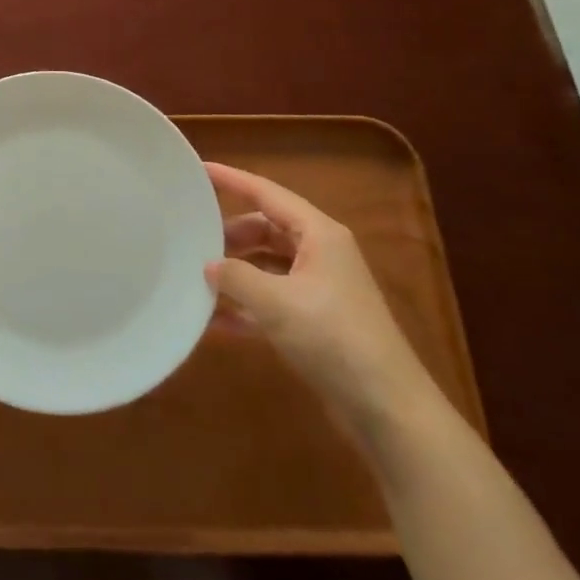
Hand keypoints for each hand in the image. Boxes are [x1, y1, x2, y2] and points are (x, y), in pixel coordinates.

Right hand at [205, 162, 437, 442]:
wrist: (387, 409)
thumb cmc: (333, 339)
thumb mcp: (276, 303)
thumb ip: (235, 277)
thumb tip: (208, 265)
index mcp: (319, 235)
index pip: (267, 193)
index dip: (232, 180)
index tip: (198, 170)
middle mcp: (320, 254)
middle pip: (266, 229)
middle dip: (230, 234)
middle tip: (191, 238)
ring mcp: (319, 289)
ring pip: (267, 265)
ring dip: (235, 272)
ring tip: (196, 277)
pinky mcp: (315, 322)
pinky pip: (271, 300)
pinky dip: (245, 306)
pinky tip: (214, 321)